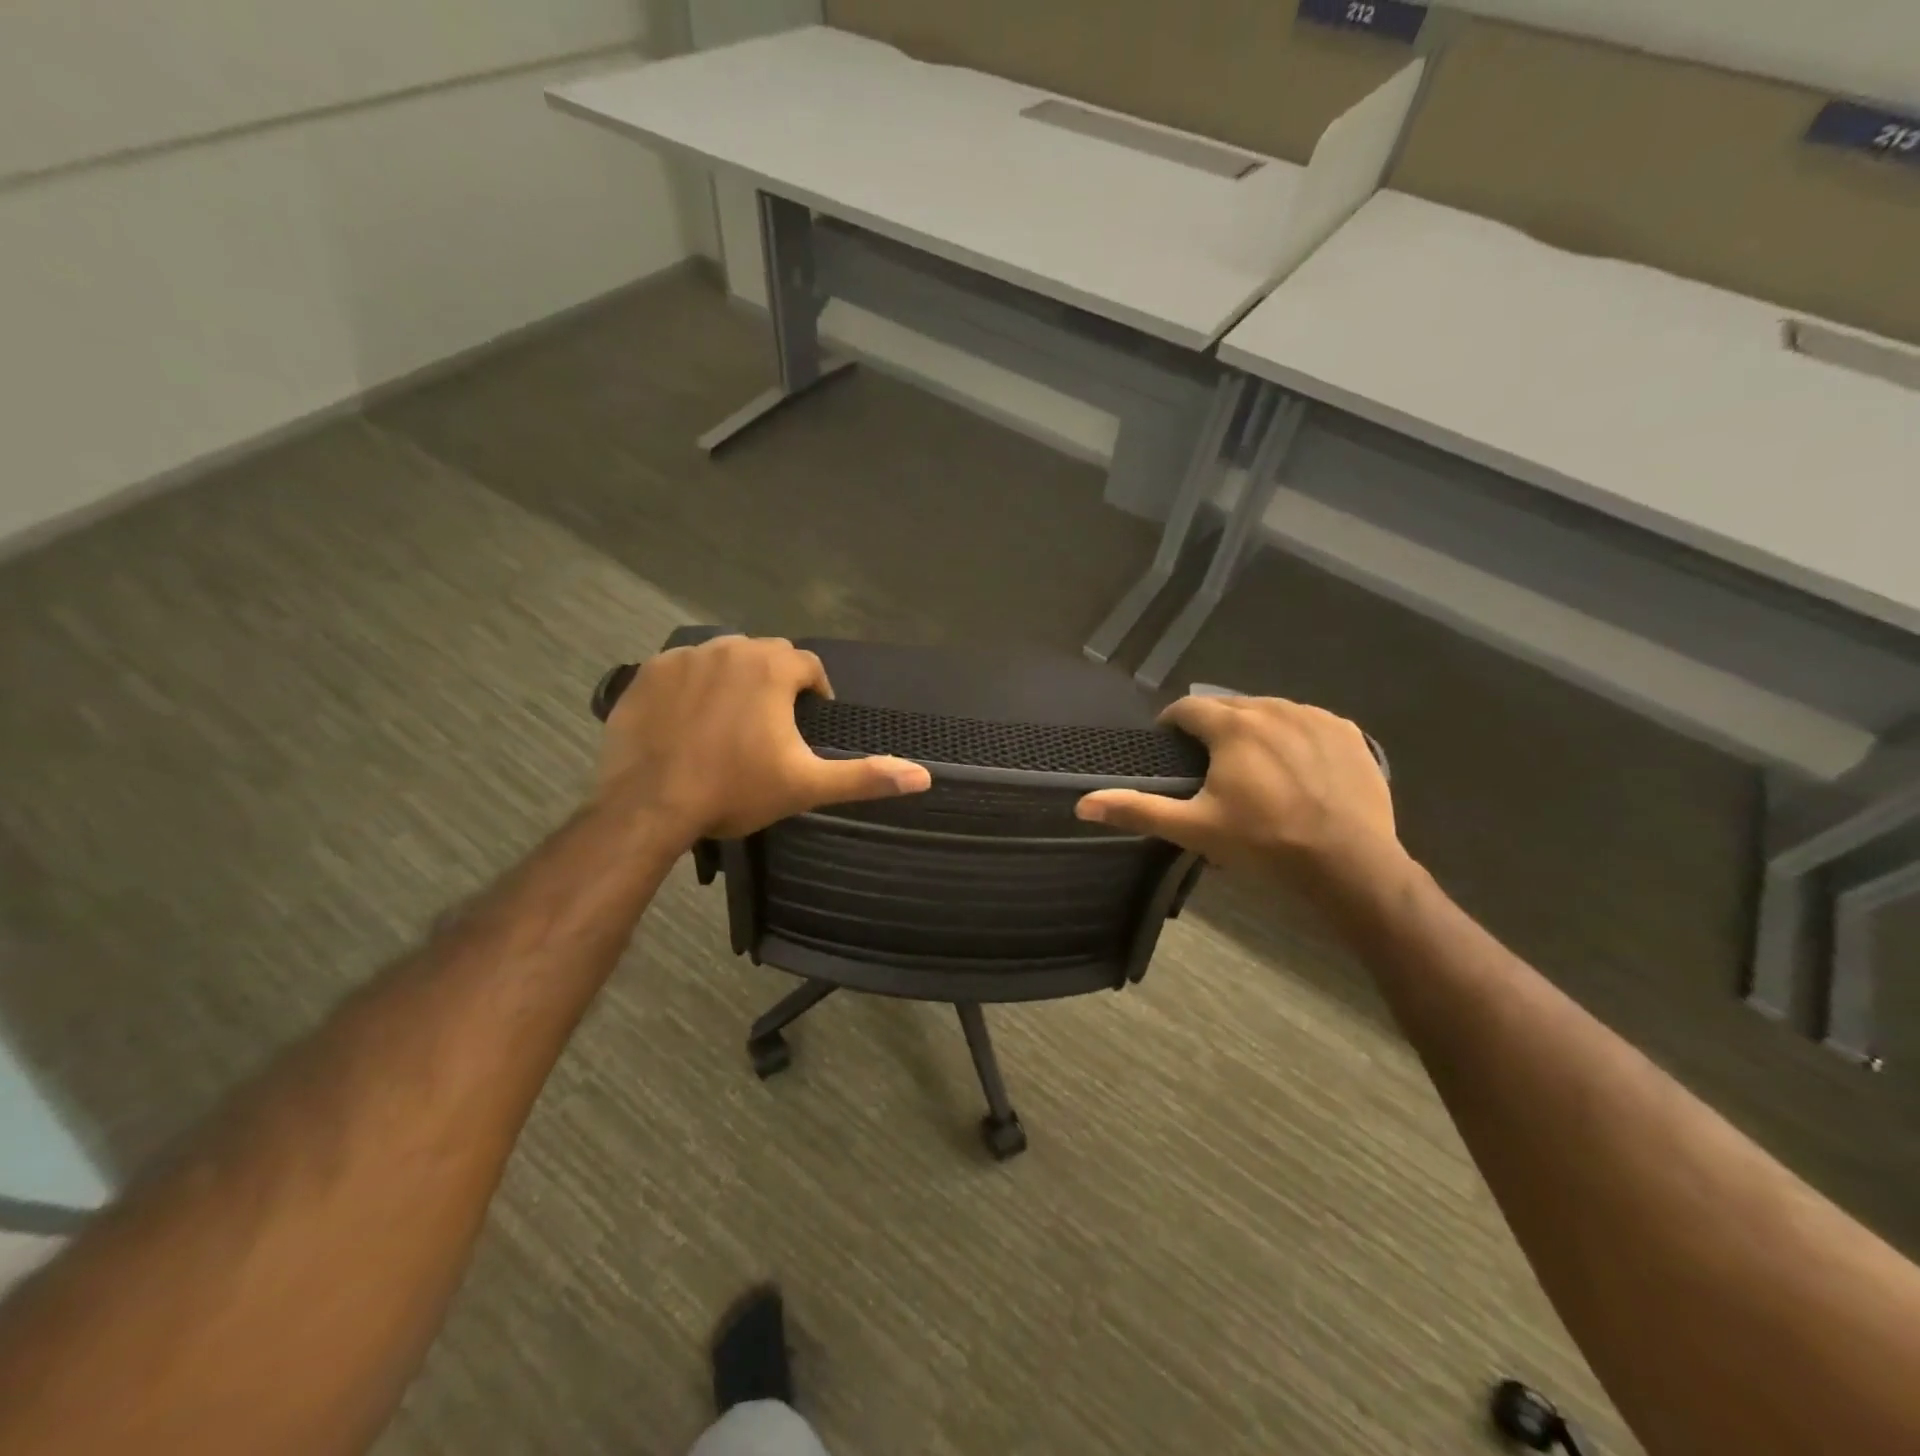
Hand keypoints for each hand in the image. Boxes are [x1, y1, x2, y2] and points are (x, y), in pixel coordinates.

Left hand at [597, 636, 930, 840]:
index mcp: (772, 667)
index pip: (808, 665)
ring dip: (733, 682)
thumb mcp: (807, 786)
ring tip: (728, 724)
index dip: (814, 693)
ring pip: (723, 660)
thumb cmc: (735, 790)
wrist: (649, 805)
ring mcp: (683, 657)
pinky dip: (692, 688)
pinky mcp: (646, 673)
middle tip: (769, 728)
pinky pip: (682, 670)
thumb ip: (865, 776)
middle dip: (774, 684)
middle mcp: (730, 648)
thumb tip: (924, 777)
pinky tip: (688, 722)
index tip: (807, 725)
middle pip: (766, 657)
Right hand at [1075, 696, 1403, 898]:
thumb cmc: (1264, 843)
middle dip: (1214, 728)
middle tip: (1211, 767)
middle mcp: (1273, 708)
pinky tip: (1297, 770)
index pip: (1188, 708)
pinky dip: (1295, 737)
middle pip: (1230, 706)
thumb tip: (1082, 803)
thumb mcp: (1194, 829)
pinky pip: (1308, 723)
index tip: (1171, 748)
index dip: (1173, 725)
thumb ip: (1138, 809)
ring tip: (1254, 768)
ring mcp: (1315, 717)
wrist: (1349, 863)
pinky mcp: (1348, 732)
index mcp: (1233, 726)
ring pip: (1270, 711)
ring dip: (1254, 730)